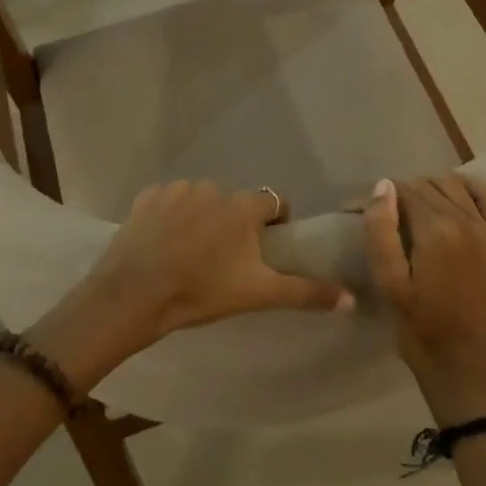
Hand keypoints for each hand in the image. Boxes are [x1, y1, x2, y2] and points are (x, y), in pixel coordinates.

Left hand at [36, 181, 353, 385]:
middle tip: (225, 257)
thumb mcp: (258, 294)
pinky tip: (162, 242)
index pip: (273, 203)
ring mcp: (178, 189)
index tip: (265, 247)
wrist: (135, 295)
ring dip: (201, 217)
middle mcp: (214, 187)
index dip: (274, 224)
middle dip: (234, 223)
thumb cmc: (202, 292)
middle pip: (235, 203)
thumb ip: (305, 292)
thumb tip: (351, 298)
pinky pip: (168, 201)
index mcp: (244, 206)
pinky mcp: (147, 197)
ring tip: (190, 251)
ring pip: (201, 200)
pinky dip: (169, 216)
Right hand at [364, 175, 485, 421]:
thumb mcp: (389, 284)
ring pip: (453, 184)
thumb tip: (383, 185)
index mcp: (436, 231)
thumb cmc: (419, 329)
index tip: (358, 212)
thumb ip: (381, 231)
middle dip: (401, 193)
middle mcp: (466, 220)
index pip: (403, 190)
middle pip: (427, 185)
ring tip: (411, 211)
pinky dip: (468, 187)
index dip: (377, 197)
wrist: (465, 367)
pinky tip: (452, 196)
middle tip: (383, 217)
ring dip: (430, 188)